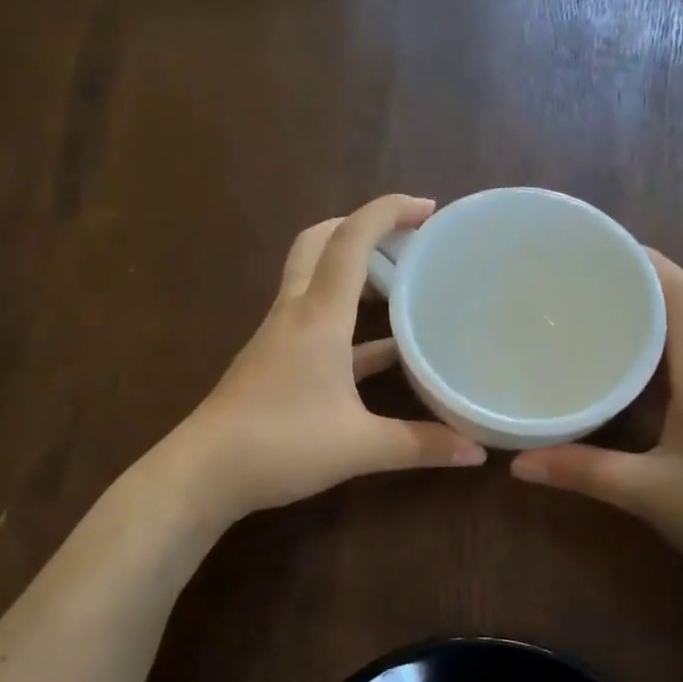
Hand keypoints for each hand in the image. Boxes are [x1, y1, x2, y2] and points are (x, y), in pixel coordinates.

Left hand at [173, 195, 485, 520]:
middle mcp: (294, 314)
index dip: (389, 212)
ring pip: (314, 281)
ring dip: (353, 273)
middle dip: (362, 228)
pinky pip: (314, 324)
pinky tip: (379, 351)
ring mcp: (279, 337)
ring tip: (400, 286)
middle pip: (320, 243)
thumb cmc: (282, 445)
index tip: (430, 209)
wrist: (204, 472)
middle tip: (407, 242)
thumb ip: (421, 445)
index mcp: (318, 316)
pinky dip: (346, 323)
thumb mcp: (360, 447)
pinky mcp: (272, 362)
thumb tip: (477, 452)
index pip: (352, 240)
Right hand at [511, 250, 682, 605]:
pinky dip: (650, 366)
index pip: (681, 292)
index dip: (645, 260)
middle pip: (679, 311)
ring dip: (640, 329)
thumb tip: (515, 462)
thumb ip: (582, 472)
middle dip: (631, 291)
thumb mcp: (650, 493)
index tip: (598, 247)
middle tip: (571, 290)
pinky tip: (619, 385)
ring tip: (585, 327)